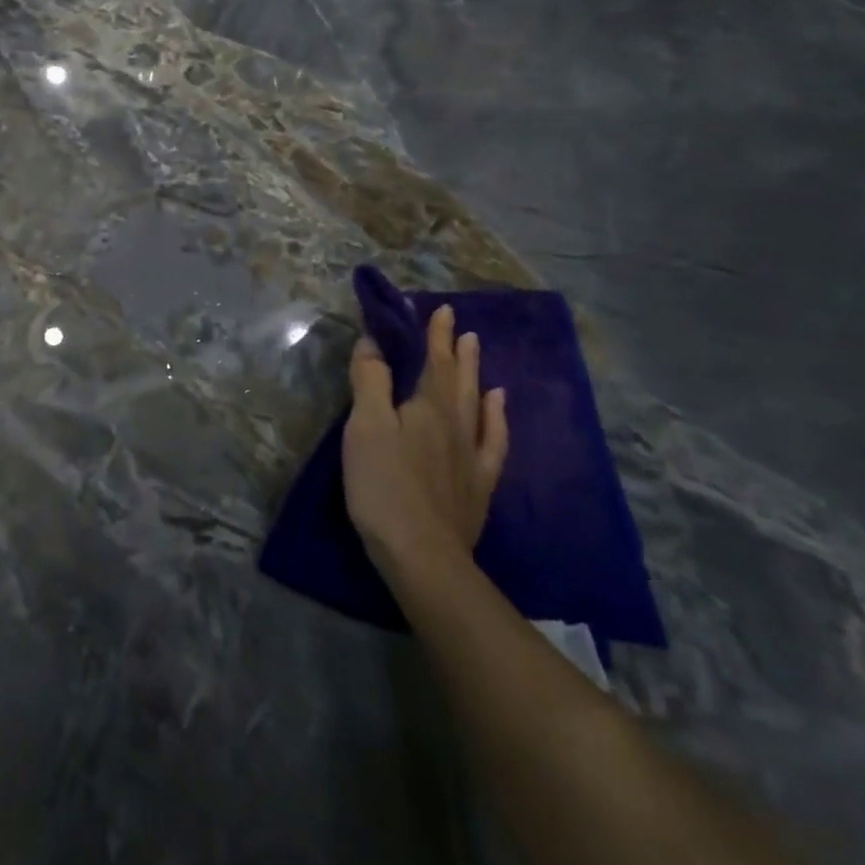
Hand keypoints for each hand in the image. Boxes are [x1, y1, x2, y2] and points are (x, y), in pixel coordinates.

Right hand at [342, 305, 507, 582]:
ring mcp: (472, 457)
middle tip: (463, 327)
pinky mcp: (477, 487)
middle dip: (458, 351)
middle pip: (460, 380)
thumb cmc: (384, 484)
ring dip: (477, 378)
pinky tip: (497, 412)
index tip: (440, 309)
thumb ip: (370, 380)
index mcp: (428, 406)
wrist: (422, 555)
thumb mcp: (366, 425)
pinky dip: (497, 421)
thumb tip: (374, 341)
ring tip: (481, 358)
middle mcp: (457, 425)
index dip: (435, 334)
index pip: (435, 361)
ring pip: (478, 407)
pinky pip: (493, 443)